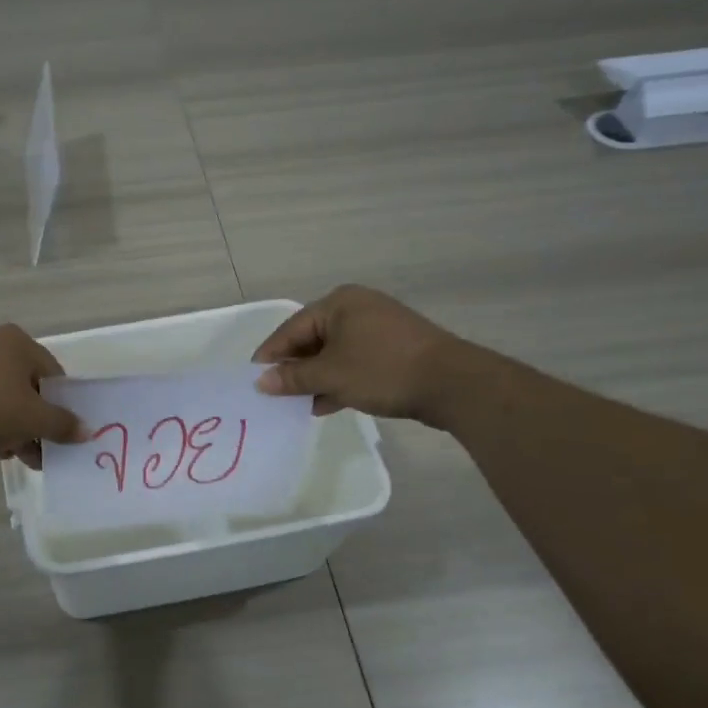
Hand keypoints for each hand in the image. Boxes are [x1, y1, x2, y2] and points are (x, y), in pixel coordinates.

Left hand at [0, 324, 85, 467]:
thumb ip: (62, 424)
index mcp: (16, 341)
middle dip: (36, 422)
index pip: (53, 373)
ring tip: (18, 456)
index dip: (61, 405)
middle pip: (27, 386)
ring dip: (15, 427)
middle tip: (41, 451)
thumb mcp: (33, 419)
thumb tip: (87, 431)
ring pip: (3, 397)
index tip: (61, 432)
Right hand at [252, 285, 463, 422]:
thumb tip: (261, 382)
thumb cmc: (383, 370)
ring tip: (297, 404)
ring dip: (316, 378)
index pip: (292, 328)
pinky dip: (338, 380)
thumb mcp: (331, 375)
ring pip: (334, 353)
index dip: (272, 354)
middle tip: (275, 393)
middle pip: (312, 339)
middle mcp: (357, 308)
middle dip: (295, 368)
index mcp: (339, 303)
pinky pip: (354, 362)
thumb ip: (293, 378)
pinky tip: (326, 404)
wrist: (453, 384)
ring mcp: (378, 329)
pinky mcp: (394, 350)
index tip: (254, 378)